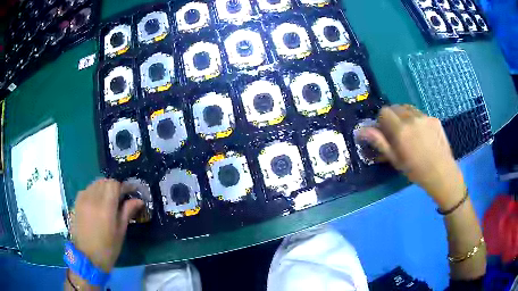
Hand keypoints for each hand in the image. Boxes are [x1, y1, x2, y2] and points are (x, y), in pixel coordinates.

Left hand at [70, 179, 143, 271]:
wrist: (87, 257)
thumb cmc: (108, 248)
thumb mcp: (120, 232)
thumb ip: (127, 212)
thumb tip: (138, 200)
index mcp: (105, 207)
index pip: (114, 184)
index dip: (124, 186)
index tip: (131, 191)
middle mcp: (92, 198)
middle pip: (104, 181)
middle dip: (114, 186)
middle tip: (120, 196)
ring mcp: (82, 199)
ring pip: (95, 184)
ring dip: (103, 188)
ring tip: (108, 199)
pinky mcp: (76, 202)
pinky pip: (87, 189)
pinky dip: (94, 192)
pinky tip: (96, 203)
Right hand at [359, 105, 464, 209]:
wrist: (441, 173)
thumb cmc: (416, 171)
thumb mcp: (395, 160)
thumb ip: (379, 142)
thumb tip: (361, 130)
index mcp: (401, 130)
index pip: (384, 112)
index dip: (382, 121)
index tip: (385, 132)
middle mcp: (412, 118)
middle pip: (395, 107)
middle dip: (393, 117)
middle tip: (397, 133)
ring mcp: (425, 117)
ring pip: (408, 108)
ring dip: (405, 116)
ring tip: (410, 132)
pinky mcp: (434, 118)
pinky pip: (420, 114)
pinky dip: (417, 120)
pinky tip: (423, 135)